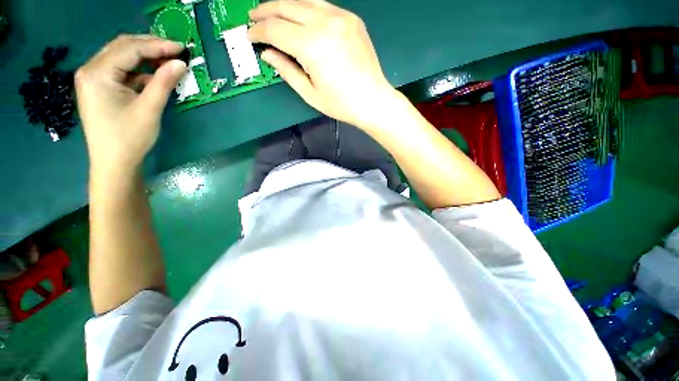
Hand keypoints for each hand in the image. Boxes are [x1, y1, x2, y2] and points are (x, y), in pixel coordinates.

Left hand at [75, 35, 186, 173]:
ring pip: (121, 57)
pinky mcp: (99, 88)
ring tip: (168, 61)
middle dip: (150, 46)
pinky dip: (138, 70)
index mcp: (97, 73)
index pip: (130, 49)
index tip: (181, 48)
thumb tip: (180, 63)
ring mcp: (93, 79)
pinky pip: (120, 71)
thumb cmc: (129, 138)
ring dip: (145, 57)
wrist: (113, 163)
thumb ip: (163, 82)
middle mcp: (91, 70)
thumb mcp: (149, 109)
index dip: (157, 45)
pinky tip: (153, 76)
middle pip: (122, 47)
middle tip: (176, 51)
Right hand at [248, 0, 396, 127]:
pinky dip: (306, 8)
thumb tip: (267, 53)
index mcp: (311, 45)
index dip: (258, 31)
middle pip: (286, 6)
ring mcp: (341, 17)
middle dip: (265, 11)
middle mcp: (324, 23)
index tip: (249, 35)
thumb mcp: (310, 93)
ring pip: (304, 1)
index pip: (275, 29)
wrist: (373, 100)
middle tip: (253, 17)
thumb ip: (286, 70)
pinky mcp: (351, 19)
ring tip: (273, 13)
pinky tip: (300, 16)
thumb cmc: (341, 104)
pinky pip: (322, 6)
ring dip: (284, 5)